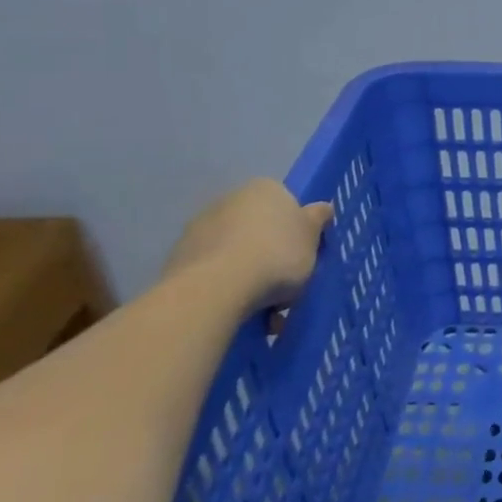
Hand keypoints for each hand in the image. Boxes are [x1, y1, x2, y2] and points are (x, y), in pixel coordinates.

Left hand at [164, 179, 332, 308]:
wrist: (216, 288)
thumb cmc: (276, 255)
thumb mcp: (312, 238)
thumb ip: (318, 220)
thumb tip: (322, 208)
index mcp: (265, 189)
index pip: (287, 205)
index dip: (297, 232)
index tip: (303, 257)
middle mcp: (230, 199)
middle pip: (259, 228)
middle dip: (271, 254)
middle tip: (285, 287)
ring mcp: (200, 227)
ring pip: (236, 252)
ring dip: (249, 275)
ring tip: (263, 311)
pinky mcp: (179, 257)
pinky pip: (214, 272)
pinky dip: (226, 288)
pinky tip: (238, 312)